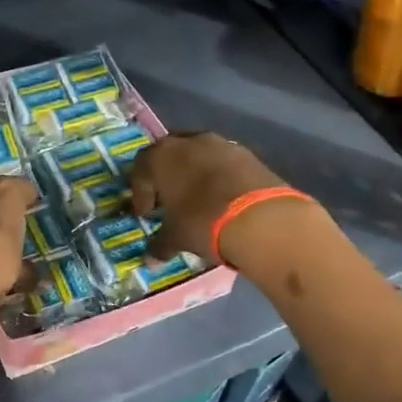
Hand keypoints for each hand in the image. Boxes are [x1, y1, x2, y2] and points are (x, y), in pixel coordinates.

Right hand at [128, 133, 312, 264]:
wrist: (261, 218)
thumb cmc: (203, 222)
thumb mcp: (176, 238)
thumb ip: (160, 245)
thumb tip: (150, 259)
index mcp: (162, 157)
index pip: (141, 169)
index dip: (140, 192)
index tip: (146, 214)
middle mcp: (189, 142)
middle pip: (169, 155)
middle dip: (166, 177)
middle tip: (168, 202)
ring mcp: (222, 144)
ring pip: (198, 155)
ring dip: (193, 174)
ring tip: (197, 201)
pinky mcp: (249, 154)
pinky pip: (224, 163)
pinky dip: (218, 178)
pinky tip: (223, 200)